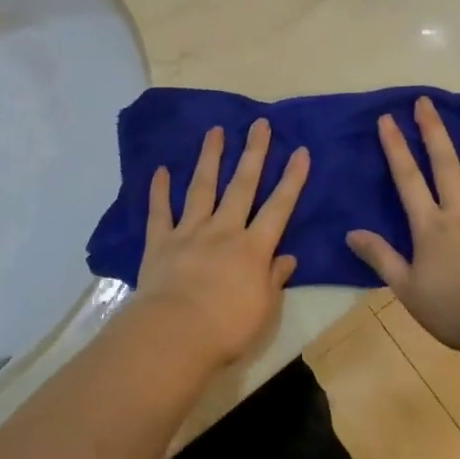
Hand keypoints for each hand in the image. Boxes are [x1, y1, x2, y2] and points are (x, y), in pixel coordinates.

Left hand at [133, 119, 310, 368]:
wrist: (175, 334)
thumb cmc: (227, 328)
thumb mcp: (264, 309)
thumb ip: (274, 279)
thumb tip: (287, 257)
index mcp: (253, 248)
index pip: (279, 208)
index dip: (291, 179)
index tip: (300, 151)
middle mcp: (223, 230)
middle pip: (241, 186)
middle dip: (253, 153)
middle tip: (259, 124)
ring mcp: (189, 232)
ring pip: (202, 188)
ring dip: (210, 158)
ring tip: (214, 131)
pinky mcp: (160, 242)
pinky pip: (159, 211)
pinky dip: (159, 190)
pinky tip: (161, 170)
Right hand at [347, 97, 459, 354]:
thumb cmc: (454, 310)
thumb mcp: (407, 290)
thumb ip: (380, 258)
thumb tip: (351, 233)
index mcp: (430, 226)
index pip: (408, 178)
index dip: (396, 146)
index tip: (387, 118)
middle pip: (445, 163)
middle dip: (433, 130)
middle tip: (425, 102)